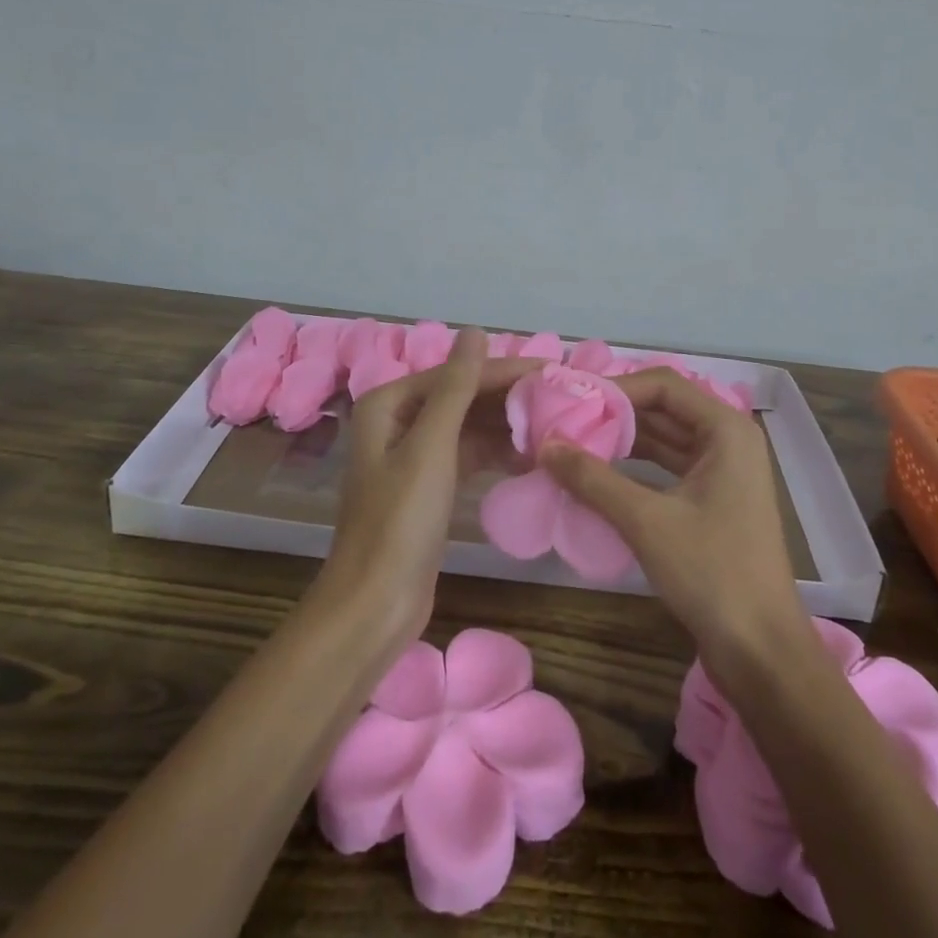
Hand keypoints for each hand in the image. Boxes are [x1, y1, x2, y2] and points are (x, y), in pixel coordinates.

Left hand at [316, 328, 535, 652]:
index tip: (553, 371)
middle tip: (561, 399)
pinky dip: (496, 454)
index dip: (504, 371)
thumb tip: (475, 331)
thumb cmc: (400, 521)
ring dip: (506, 427)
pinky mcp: (429, 486)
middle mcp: (398, 421)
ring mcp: (413, 455)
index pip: (457, 374)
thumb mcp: (431, 447)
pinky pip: (468, 455)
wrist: (375, 605)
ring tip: (553, 427)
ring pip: (468, 427)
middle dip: (508, 399)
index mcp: (389, 403)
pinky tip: (530, 458)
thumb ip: (456, 388)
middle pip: (463, 397)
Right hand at [542, 369, 810, 674]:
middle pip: (664, 408)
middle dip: (615, 413)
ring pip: (665, 437)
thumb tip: (544, 444)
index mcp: (726, 429)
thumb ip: (593, 478)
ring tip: (573, 441)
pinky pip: (669, 465)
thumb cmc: (712, 573)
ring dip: (623, 439)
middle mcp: (729, 439)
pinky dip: (636, 465)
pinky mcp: (714, 498)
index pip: (663, 385)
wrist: (761, 651)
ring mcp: (724, 470)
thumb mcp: (646, 521)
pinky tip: (600, 471)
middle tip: (565, 419)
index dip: (616, 388)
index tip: (572, 401)